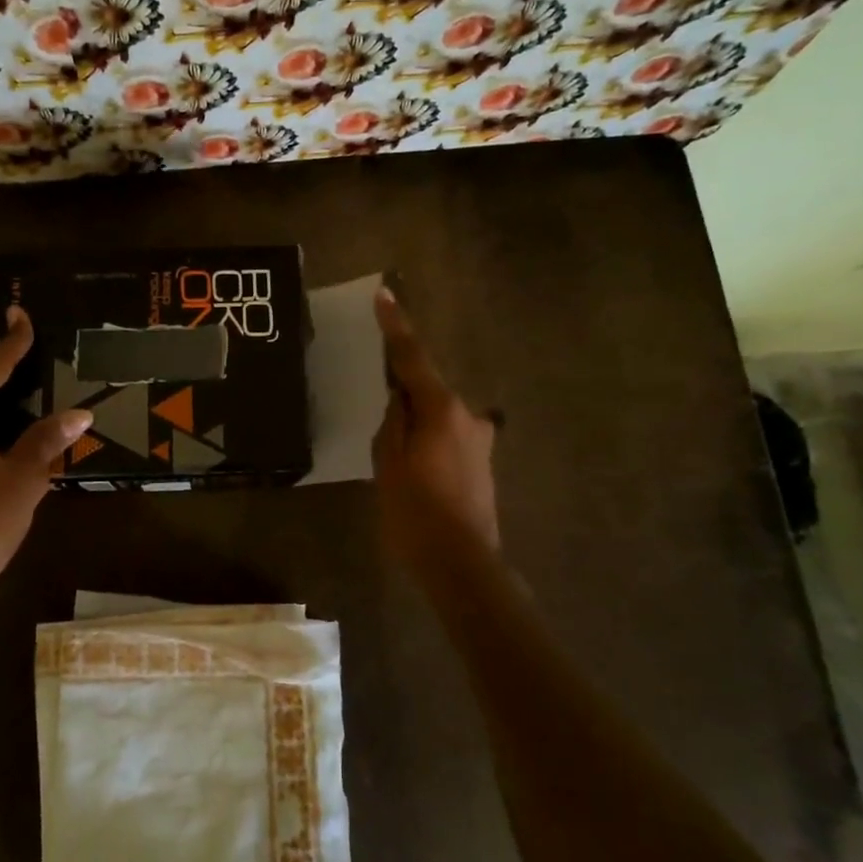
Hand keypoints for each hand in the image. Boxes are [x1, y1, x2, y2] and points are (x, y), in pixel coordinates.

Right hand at [372, 286, 499, 566]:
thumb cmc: (416, 513)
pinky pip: (448, 437)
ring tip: (397, 461)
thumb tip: (399, 398)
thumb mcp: (387, 465)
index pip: (413, 358)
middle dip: (403, 395)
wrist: (463, 565)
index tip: (385, 296)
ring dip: (417, 424)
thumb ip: (393, 423)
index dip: (396, 327)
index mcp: (441, 409)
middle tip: (380, 425)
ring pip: (439, 416)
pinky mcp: (483, 463)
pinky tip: (417, 474)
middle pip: (428, 389)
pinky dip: (430, 442)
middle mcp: (468, 416)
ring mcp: (480, 440)